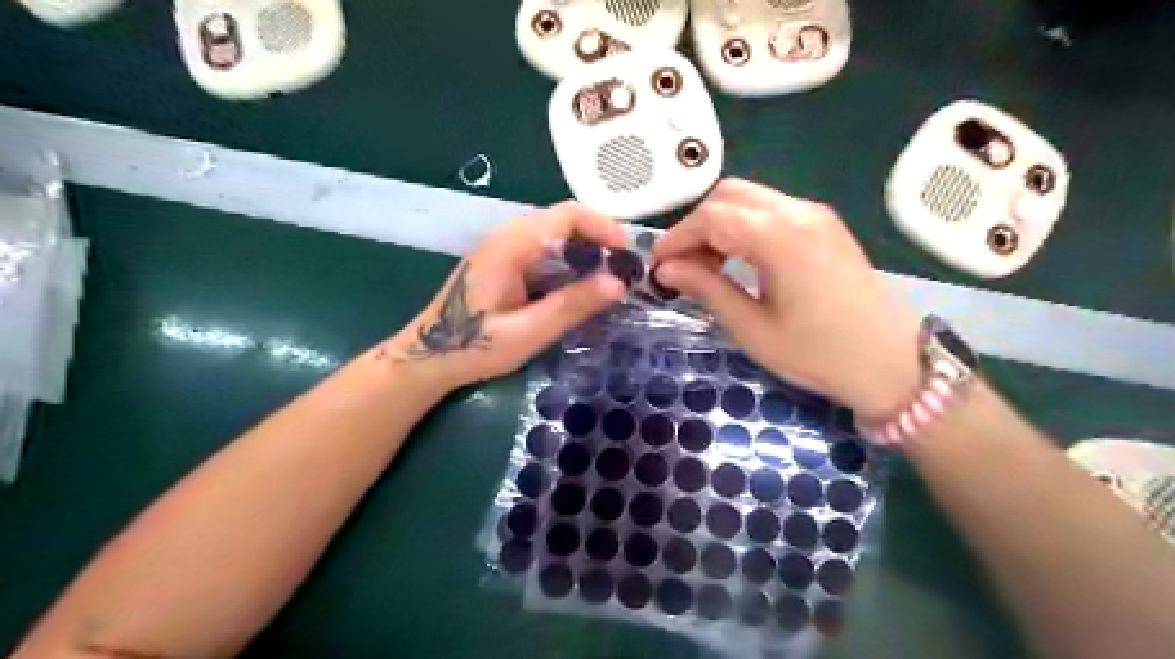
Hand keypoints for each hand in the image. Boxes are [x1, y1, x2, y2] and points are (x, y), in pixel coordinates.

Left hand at [383, 201, 627, 390]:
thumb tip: (619, 285)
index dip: (604, 228)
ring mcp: (506, 247)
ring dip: (587, 252)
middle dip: (600, 241)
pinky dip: (571, 262)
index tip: (628, 257)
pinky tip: (580, 288)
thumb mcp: (527, 332)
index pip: (568, 215)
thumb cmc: (473, 347)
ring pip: (558, 235)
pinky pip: (546, 250)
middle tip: (624, 273)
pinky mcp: (506, 261)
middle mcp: (509, 236)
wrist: (429, 356)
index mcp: (512, 244)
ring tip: (609, 282)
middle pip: (565, 220)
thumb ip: (572, 306)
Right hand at [657, 177, 921, 419]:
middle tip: (683, 267)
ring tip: (708, 267)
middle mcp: (798, 211)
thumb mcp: (753, 328)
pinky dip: (744, 226)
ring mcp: (816, 215)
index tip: (657, 266)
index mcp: (779, 236)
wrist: (894, 364)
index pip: (711, 217)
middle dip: (696, 226)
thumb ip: (707, 290)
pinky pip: (772, 209)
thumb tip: (666, 269)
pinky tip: (739, 260)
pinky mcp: (825, 225)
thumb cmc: (819, 354)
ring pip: (749, 198)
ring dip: (719, 224)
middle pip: (728, 195)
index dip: (676, 238)